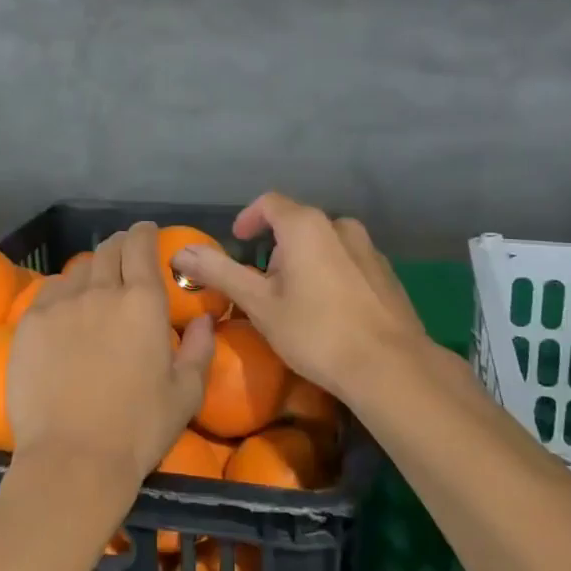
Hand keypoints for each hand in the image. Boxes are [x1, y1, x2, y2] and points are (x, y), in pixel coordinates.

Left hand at [7, 223, 215, 495]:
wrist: (73, 458)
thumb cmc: (139, 428)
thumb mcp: (185, 394)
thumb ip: (199, 349)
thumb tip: (203, 320)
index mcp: (142, 302)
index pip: (141, 247)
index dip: (144, 233)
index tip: (146, 232)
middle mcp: (101, 292)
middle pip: (108, 250)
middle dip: (119, 246)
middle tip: (124, 255)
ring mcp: (60, 305)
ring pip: (78, 270)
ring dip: (92, 271)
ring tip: (95, 286)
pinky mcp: (30, 324)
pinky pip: (49, 292)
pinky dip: (63, 292)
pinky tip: (66, 309)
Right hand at [170, 192, 424, 401]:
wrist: (390, 367)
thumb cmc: (315, 331)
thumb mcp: (259, 303)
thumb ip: (219, 272)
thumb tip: (180, 253)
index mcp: (306, 226)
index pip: (269, 203)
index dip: (248, 219)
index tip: (238, 242)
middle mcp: (340, 226)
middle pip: (298, 224)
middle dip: (276, 248)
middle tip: (263, 285)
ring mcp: (369, 249)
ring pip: (326, 243)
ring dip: (305, 261)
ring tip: (296, 300)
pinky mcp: (387, 274)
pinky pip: (349, 263)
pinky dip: (331, 275)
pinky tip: (330, 312)